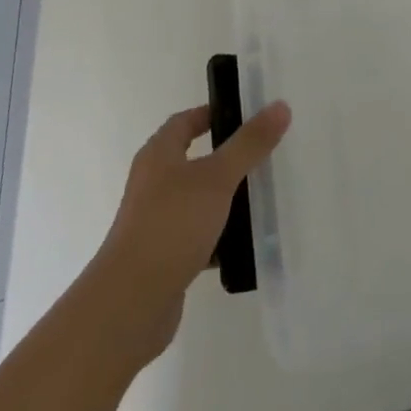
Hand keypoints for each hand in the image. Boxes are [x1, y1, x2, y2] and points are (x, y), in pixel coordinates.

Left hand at [87, 101, 290, 364]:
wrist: (130, 305)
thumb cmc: (171, 225)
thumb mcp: (217, 178)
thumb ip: (249, 143)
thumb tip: (280, 106)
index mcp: (158, 155)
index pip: (185, 121)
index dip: (212, 114)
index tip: (246, 116)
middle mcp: (153, 184)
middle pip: (193, 160)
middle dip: (226, 157)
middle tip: (262, 154)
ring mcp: (155, 222)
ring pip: (197, 200)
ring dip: (224, 198)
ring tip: (261, 197)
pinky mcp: (163, 258)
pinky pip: (197, 236)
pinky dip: (218, 236)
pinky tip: (244, 243)